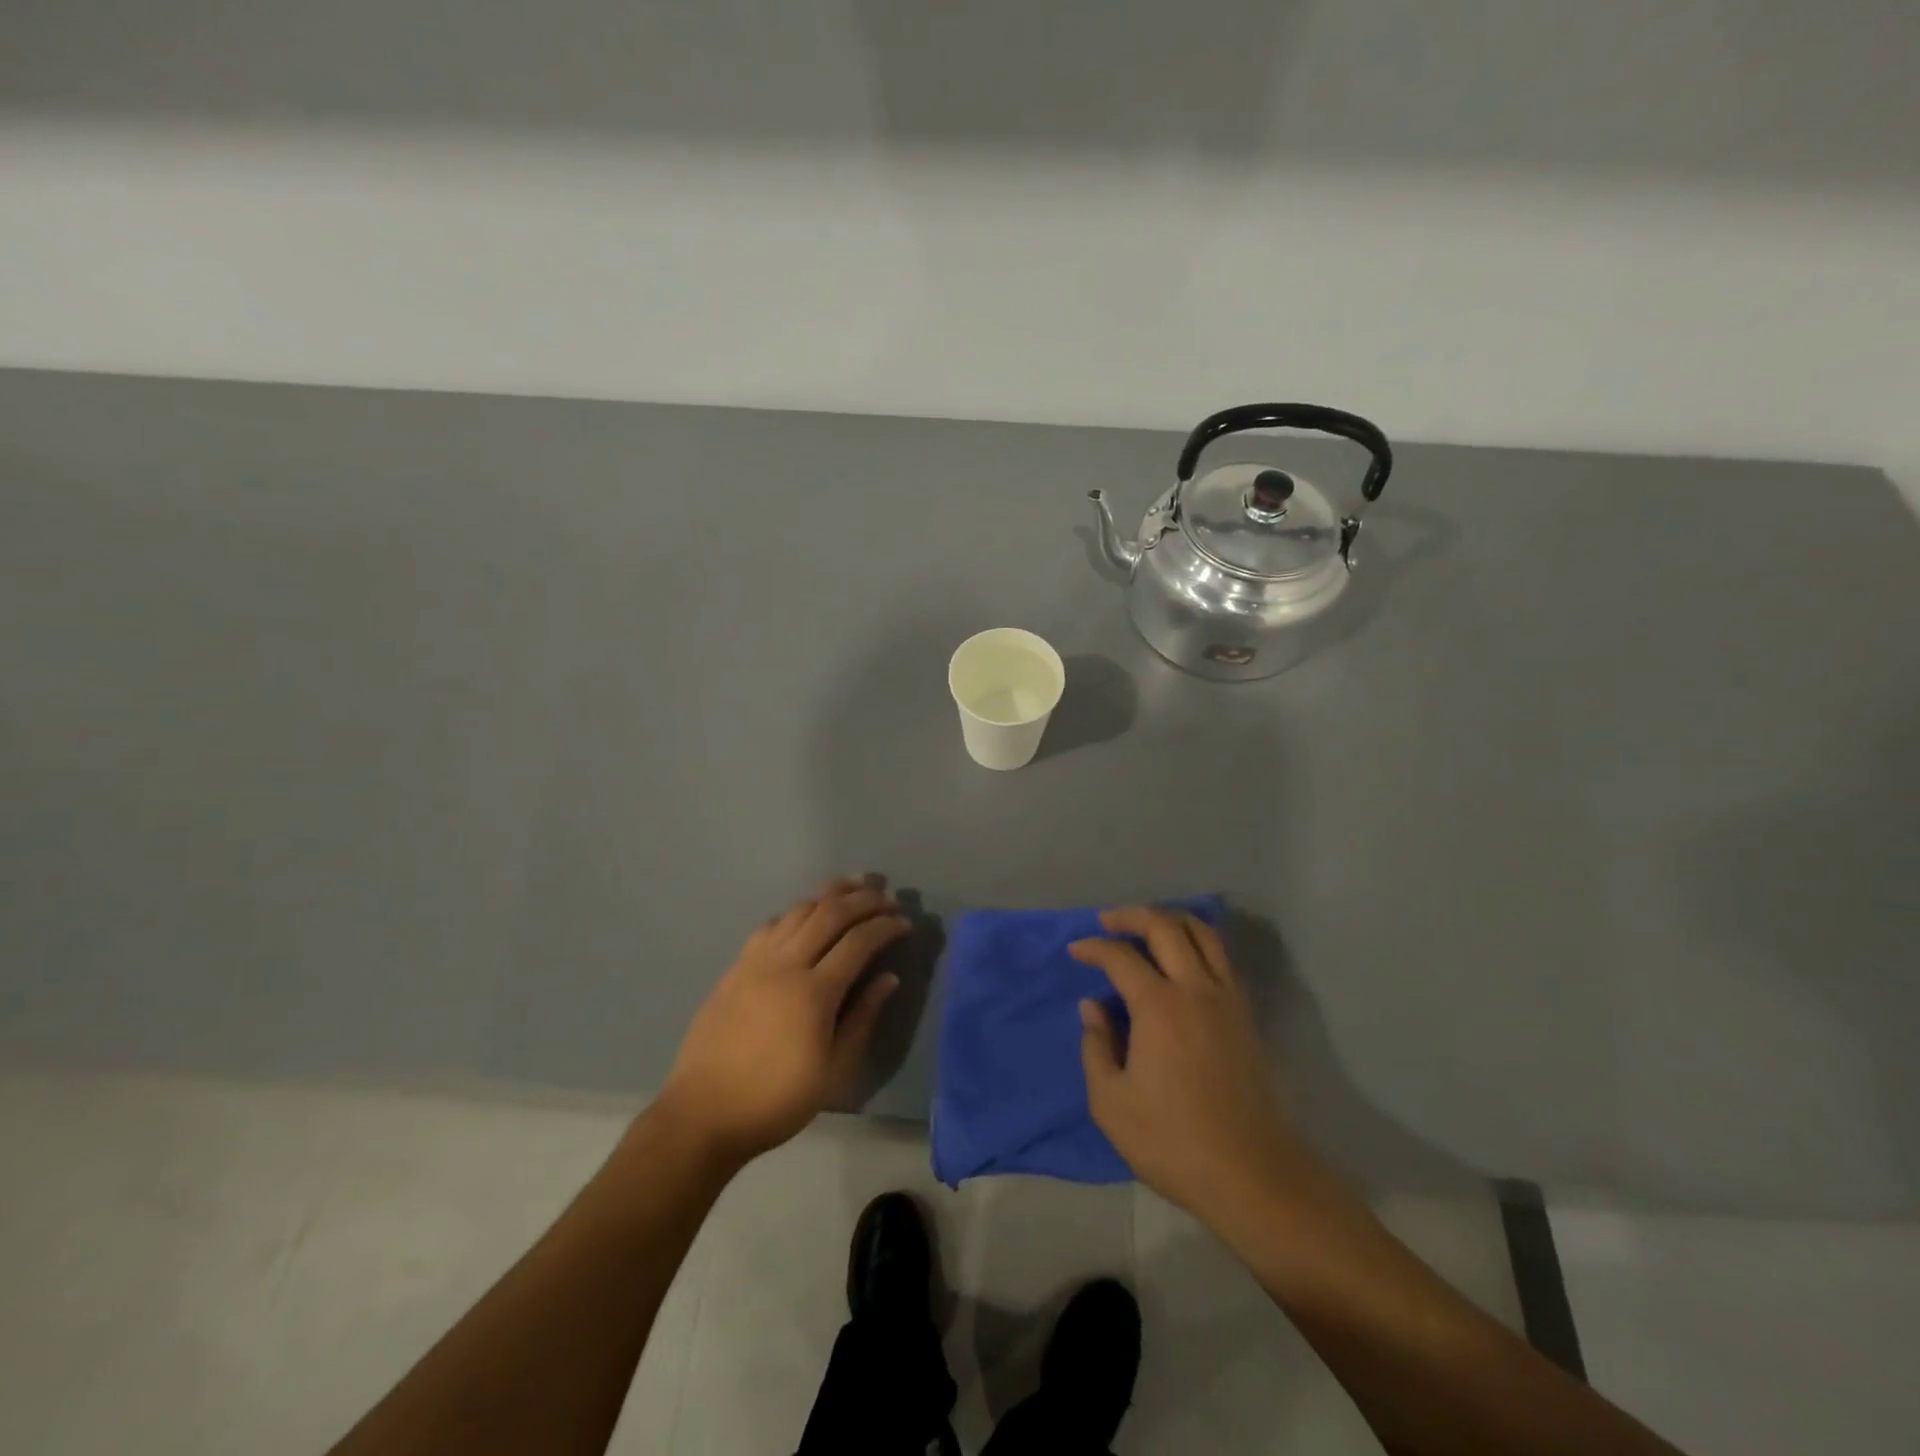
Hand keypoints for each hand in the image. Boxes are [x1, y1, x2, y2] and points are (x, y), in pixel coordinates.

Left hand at [658, 879, 907, 1167]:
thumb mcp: (834, 1070)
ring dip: (830, 894)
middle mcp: (785, 964)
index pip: (859, 941)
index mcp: (814, 992)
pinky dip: (797, 911)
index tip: (905, 923)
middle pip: (830, 913)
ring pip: (799, 910)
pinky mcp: (736, 967)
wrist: (704, 1114)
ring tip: (854, 886)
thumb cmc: (777, 1100)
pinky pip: (771, 925)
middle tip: (886, 896)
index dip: (886, 926)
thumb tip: (888, 978)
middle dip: (863, 899)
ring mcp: (756, 961)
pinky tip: (807, 915)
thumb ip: (863, 1018)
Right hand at [1072, 908, 1326, 1237]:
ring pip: (1204, 934)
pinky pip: (1223, 959)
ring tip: (1149, 926)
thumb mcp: (1111, 1101)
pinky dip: (1200, 943)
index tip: (1075, 951)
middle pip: (1166, 927)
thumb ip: (1096, 1046)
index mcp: (1159, 1006)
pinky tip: (1184, 960)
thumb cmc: (1171, 1140)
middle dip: (1132, 916)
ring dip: (1172, 920)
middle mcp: (1196, 989)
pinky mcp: (1247, 1017)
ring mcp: (1228, 1000)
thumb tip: (1093, 1007)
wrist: (1251, 1174)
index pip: (1121, 957)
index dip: (1094, 947)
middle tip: (1109, 922)